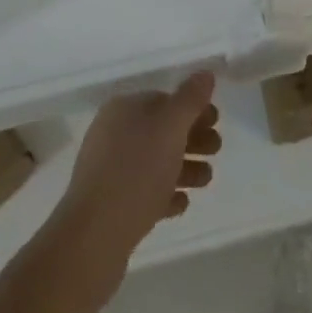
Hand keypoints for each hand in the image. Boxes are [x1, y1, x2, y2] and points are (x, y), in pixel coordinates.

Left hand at [49, 73, 221, 277]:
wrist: (94, 238)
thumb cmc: (136, 172)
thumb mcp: (170, 127)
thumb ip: (190, 99)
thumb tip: (205, 74)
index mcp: (123, 110)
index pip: (163, 99)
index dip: (192, 108)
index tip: (216, 122)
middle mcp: (113, 134)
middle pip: (161, 131)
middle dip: (192, 138)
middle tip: (217, 149)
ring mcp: (109, 171)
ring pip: (155, 162)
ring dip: (184, 167)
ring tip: (206, 180)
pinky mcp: (111, 206)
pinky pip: (144, 192)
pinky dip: (165, 194)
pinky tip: (182, 203)